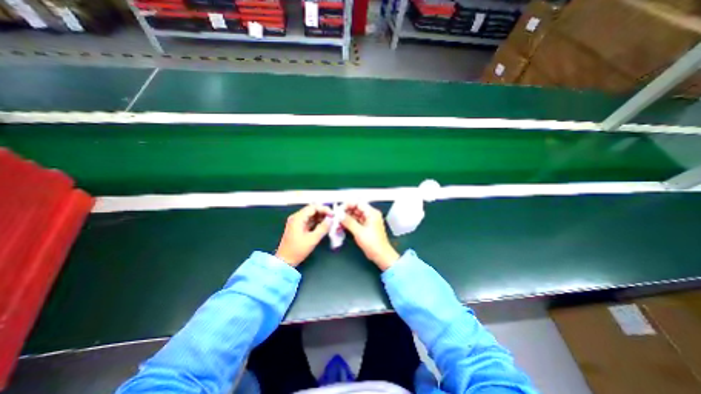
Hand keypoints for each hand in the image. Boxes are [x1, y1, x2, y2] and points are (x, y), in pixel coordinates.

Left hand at [275, 205, 330, 265]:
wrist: (285, 261)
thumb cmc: (297, 250)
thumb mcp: (312, 239)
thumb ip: (323, 228)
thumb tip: (331, 220)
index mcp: (298, 218)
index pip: (313, 207)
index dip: (324, 209)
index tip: (333, 215)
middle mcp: (297, 217)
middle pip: (312, 210)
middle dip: (323, 213)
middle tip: (333, 218)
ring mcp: (297, 222)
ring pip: (312, 215)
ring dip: (321, 217)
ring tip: (331, 222)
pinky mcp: (299, 227)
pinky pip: (310, 220)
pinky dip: (317, 222)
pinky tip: (324, 225)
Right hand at [341, 203, 399, 271]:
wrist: (380, 255)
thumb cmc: (374, 243)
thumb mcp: (359, 232)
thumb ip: (348, 222)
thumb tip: (339, 214)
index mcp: (372, 213)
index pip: (358, 203)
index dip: (348, 205)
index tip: (339, 209)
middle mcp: (370, 215)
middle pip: (356, 209)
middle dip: (345, 212)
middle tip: (336, 216)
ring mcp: (367, 221)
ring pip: (354, 215)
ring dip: (346, 218)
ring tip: (337, 221)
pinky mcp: (365, 227)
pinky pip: (355, 222)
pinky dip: (349, 223)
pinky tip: (341, 226)